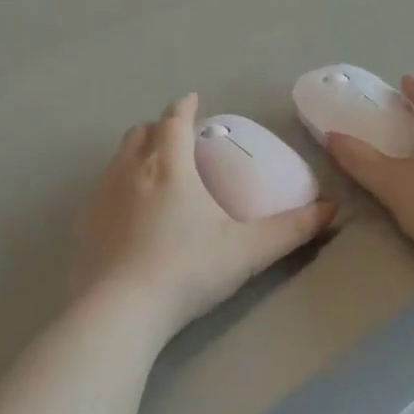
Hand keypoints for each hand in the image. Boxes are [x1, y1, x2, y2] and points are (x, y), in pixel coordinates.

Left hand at [71, 95, 334, 337]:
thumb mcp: (248, 250)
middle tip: (177, 139)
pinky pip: (100, 190)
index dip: (184, 107)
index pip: (173, 121)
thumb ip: (292, 229)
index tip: (192, 101)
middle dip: (159, 128)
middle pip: (140, 133)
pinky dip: (118, 187)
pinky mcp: (82, 225)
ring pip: (117, 159)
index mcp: (169, 167)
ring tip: (154, 172)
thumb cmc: (187, 270)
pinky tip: (129, 214)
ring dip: (136, 154)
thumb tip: (332, 210)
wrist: (119, 312)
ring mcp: (100, 197)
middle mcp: (130, 172)